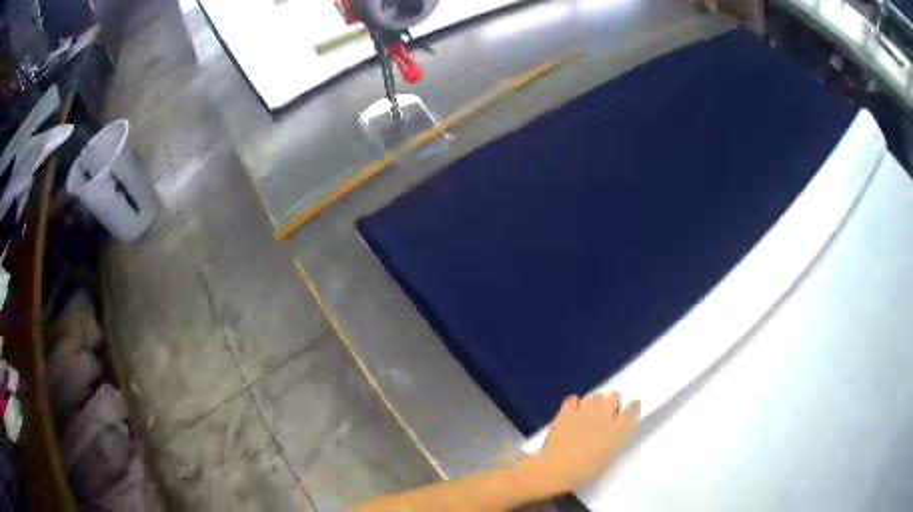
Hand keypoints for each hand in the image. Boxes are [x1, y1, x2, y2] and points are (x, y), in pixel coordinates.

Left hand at [528, 392, 640, 492]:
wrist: (558, 468)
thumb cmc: (585, 471)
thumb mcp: (607, 457)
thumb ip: (613, 440)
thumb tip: (612, 433)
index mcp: (617, 430)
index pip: (632, 409)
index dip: (633, 407)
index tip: (631, 408)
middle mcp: (604, 416)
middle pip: (614, 396)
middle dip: (612, 402)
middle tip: (607, 411)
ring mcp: (585, 411)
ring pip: (595, 395)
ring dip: (594, 402)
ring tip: (589, 412)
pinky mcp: (567, 412)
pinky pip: (573, 399)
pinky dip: (574, 404)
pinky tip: (572, 411)